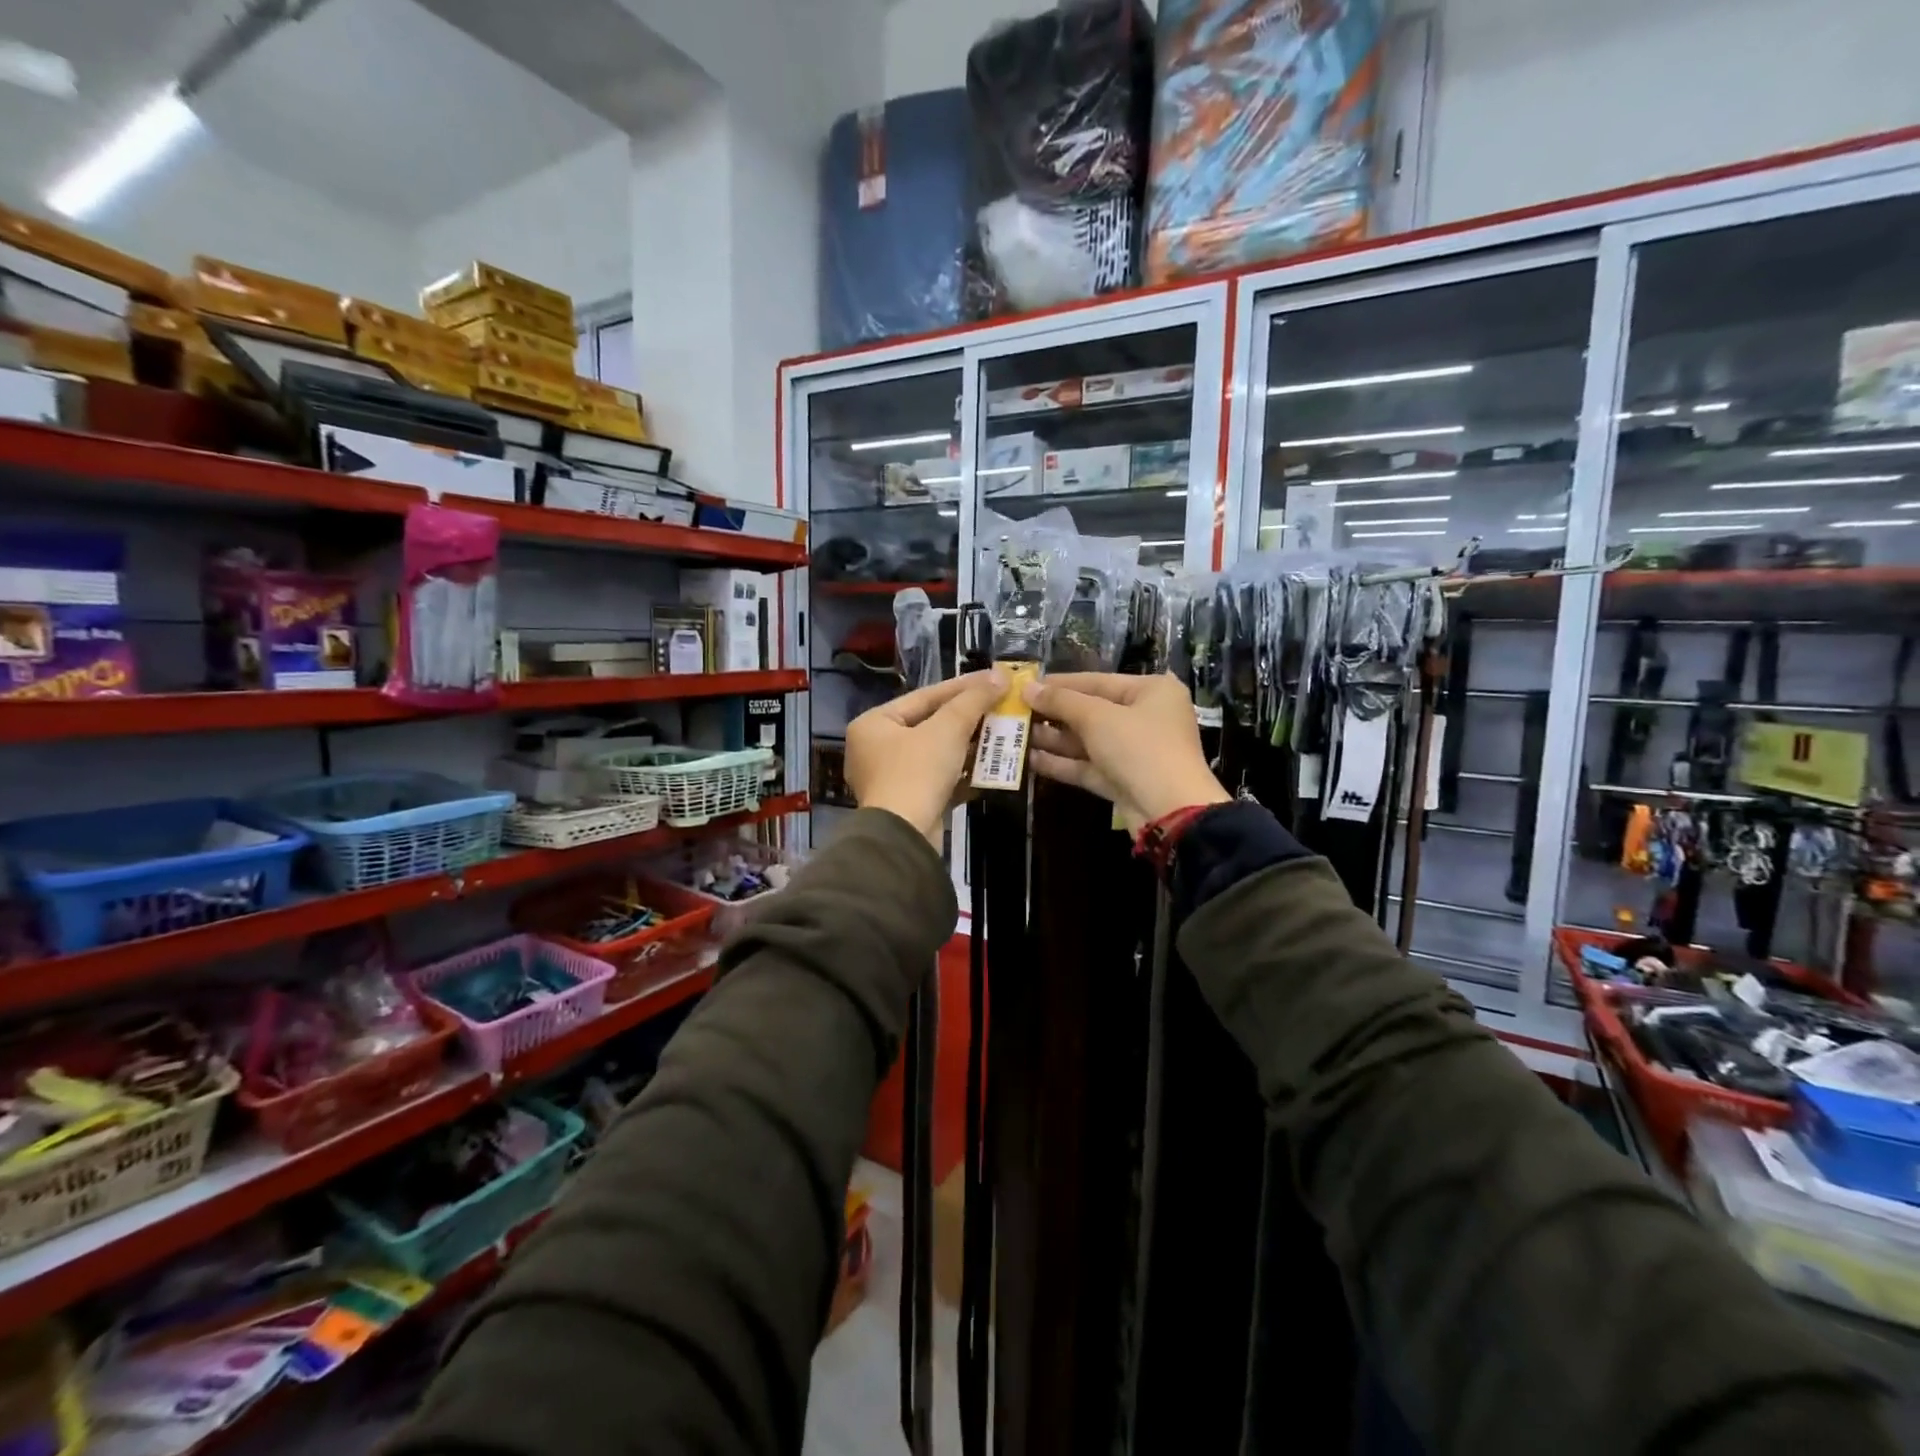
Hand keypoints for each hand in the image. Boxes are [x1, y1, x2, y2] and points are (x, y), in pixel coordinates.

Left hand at [845, 670, 1005, 844]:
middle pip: (930, 724)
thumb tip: (999, 676)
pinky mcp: (907, 802)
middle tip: (1000, 706)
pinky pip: (937, 778)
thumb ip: (973, 700)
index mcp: (874, 724)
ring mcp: (890, 778)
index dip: (962, 687)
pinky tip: (989, 767)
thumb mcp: (948, 729)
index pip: (924, 696)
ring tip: (1001, 734)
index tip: (993, 679)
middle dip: (968, 718)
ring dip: (968, 745)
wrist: (904, 837)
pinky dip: (961, 772)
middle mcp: (875, 748)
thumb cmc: (918, 772)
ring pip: (936, 752)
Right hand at [1023, 672, 1228, 833]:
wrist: (1170, 811)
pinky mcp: (1122, 780)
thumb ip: (1061, 701)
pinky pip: (1087, 765)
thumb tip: (1027, 687)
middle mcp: (1145, 718)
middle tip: (1014, 712)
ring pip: (1086, 741)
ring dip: (1052, 739)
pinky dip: (1061, 762)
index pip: (1097, 680)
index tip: (1024, 685)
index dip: (1059, 683)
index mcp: (1151, 691)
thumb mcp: (1097, 717)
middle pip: (1090, 711)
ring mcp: (1134, 752)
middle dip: (1052, 714)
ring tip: (1014, 735)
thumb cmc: (1139, 748)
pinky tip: (1029, 759)